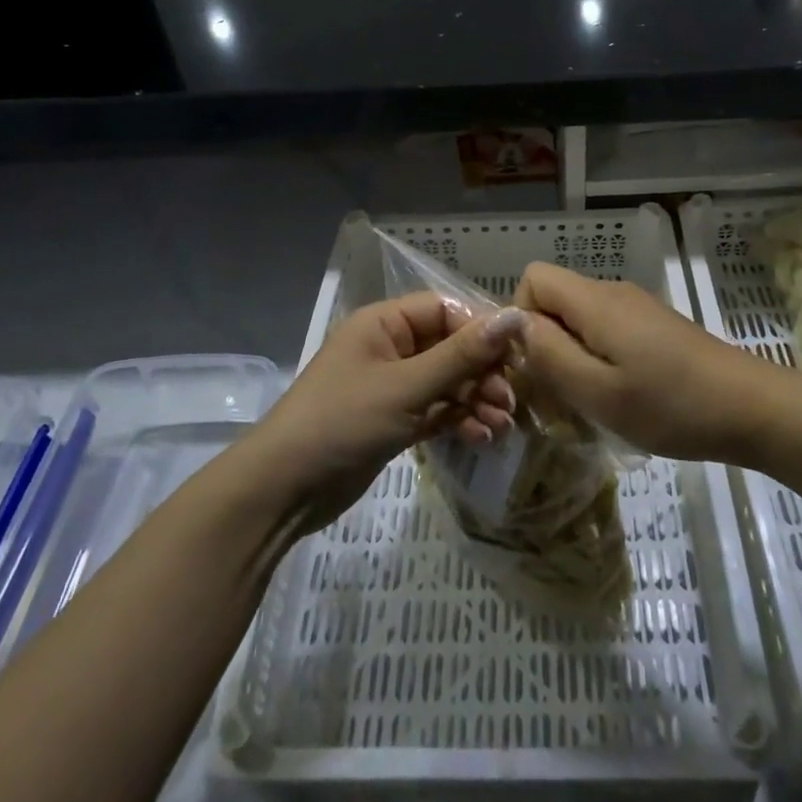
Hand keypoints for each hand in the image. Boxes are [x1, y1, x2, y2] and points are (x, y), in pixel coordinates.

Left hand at [247, 294, 521, 531]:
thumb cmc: (342, 422)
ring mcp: (391, 386)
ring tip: (501, 426)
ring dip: (476, 400)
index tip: (518, 355)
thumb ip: (462, 355)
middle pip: (450, 347)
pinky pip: (436, 410)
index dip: (482, 329)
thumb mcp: (406, 387)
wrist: (283, 490)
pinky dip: (458, 420)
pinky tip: (481, 438)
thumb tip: (515, 316)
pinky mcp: (392, 421)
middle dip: (483, 372)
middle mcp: (389, 348)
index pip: (446, 311)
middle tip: (510, 400)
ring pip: (446, 382)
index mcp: (384, 324)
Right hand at [514, 264, 780, 464]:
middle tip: (558, 393)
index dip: (520, 317)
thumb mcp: (599, 391)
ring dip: (570, 355)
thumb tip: (515, 325)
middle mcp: (612, 292)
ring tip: (588, 400)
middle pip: (554, 298)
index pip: (533, 277)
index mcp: (595, 301)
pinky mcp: (653, 326)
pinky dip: (596, 358)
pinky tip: (619, 395)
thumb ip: (549, 355)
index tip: (534, 364)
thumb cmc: (671, 405)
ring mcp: (636, 307)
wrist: (752, 407)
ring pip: (578, 317)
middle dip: (543, 342)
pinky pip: (604, 329)